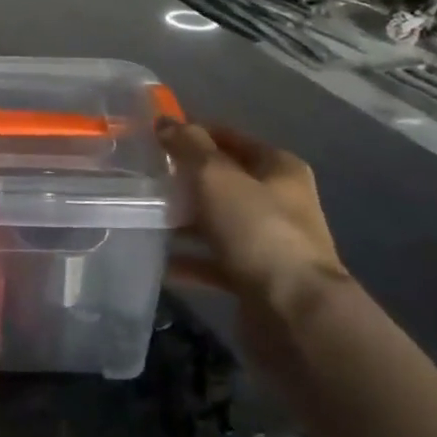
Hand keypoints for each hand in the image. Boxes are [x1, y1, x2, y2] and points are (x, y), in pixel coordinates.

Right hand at [157, 119, 347, 337]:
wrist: (294, 315)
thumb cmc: (257, 230)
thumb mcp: (215, 176)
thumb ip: (188, 146)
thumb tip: (165, 122)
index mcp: (279, 168)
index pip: (230, 138)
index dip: (194, 133)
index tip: (155, 137)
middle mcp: (279, 202)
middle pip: (223, 181)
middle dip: (184, 179)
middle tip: (144, 177)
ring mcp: (269, 243)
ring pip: (216, 222)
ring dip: (183, 220)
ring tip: (142, 214)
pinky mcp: (256, 280)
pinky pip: (213, 262)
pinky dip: (188, 260)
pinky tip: (156, 260)